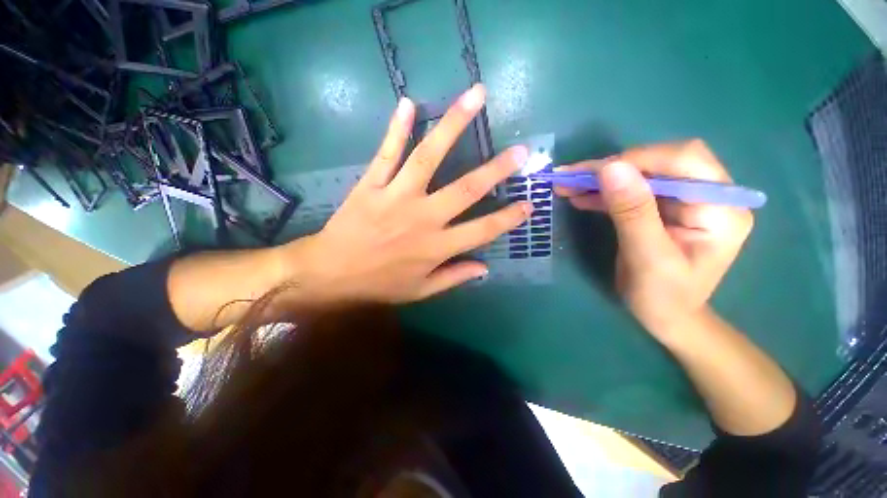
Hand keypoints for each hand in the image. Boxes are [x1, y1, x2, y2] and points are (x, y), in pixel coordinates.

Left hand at [283, 85, 531, 305]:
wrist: (331, 274)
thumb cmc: (379, 284)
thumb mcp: (420, 291)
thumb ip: (454, 277)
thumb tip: (485, 268)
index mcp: (436, 247)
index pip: (482, 230)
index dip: (508, 218)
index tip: (529, 204)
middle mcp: (423, 218)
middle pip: (466, 189)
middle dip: (496, 169)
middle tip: (520, 150)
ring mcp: (396, 197)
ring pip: (428, 157)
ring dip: (453, 125)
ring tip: (475, 97)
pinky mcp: (371, 185)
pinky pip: (386, 153)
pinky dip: (396, 128)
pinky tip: (408, 103)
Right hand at [555, 140, 752, 337]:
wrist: (667, 317)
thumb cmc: (663, 297)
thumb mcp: (647, 257)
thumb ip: (632, 212)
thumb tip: (610, 167)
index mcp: (719, 207)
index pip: (684, 160)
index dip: (637, 160)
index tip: (593, 173)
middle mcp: (708, 195)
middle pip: (660, 162)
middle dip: (613, 167)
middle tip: (572, 177)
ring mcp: (684, 201)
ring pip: (641, 174)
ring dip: (602, 178)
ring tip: (567, 185)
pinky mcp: (663, 208)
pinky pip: (632, 191)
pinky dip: (603, 192)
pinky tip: (579, 197)